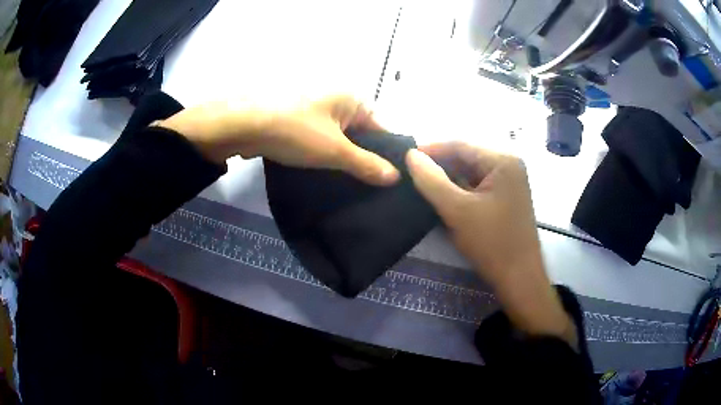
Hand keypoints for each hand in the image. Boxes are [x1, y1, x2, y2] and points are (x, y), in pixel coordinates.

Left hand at [156, 95, 399, 185]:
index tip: (389, 181)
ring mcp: (314, 110)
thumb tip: (395, 177)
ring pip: (337, 140)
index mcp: (352, 99)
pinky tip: (325, 176)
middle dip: (363, 160)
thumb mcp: (335, 151)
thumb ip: (367, 165)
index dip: (386, 155)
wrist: (242, 125)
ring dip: (341, 160)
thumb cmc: (295, 132)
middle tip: (370, 189)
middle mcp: (336, 100)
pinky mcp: (296, 122)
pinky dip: (322, 156)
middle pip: (360, 135)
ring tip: (349, 187)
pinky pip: (318, 141)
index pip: (381, 129)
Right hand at [405, 142, 575, 344]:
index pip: (460, 145)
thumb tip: (410, 155)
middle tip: (410, 173)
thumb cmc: (492, 242)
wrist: (519, 279)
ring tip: (420, 184)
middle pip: (466, 157)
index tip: (404, 156)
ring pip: (470, 173)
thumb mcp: (457, 210)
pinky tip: (441, 197)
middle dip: (439, 165)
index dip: (431, 149)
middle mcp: (508, 165)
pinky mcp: (504, 198)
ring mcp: (508, 182)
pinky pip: (476, 186)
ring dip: (447, 179)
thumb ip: (431, 180)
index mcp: (502, 160)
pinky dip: (459, 190)